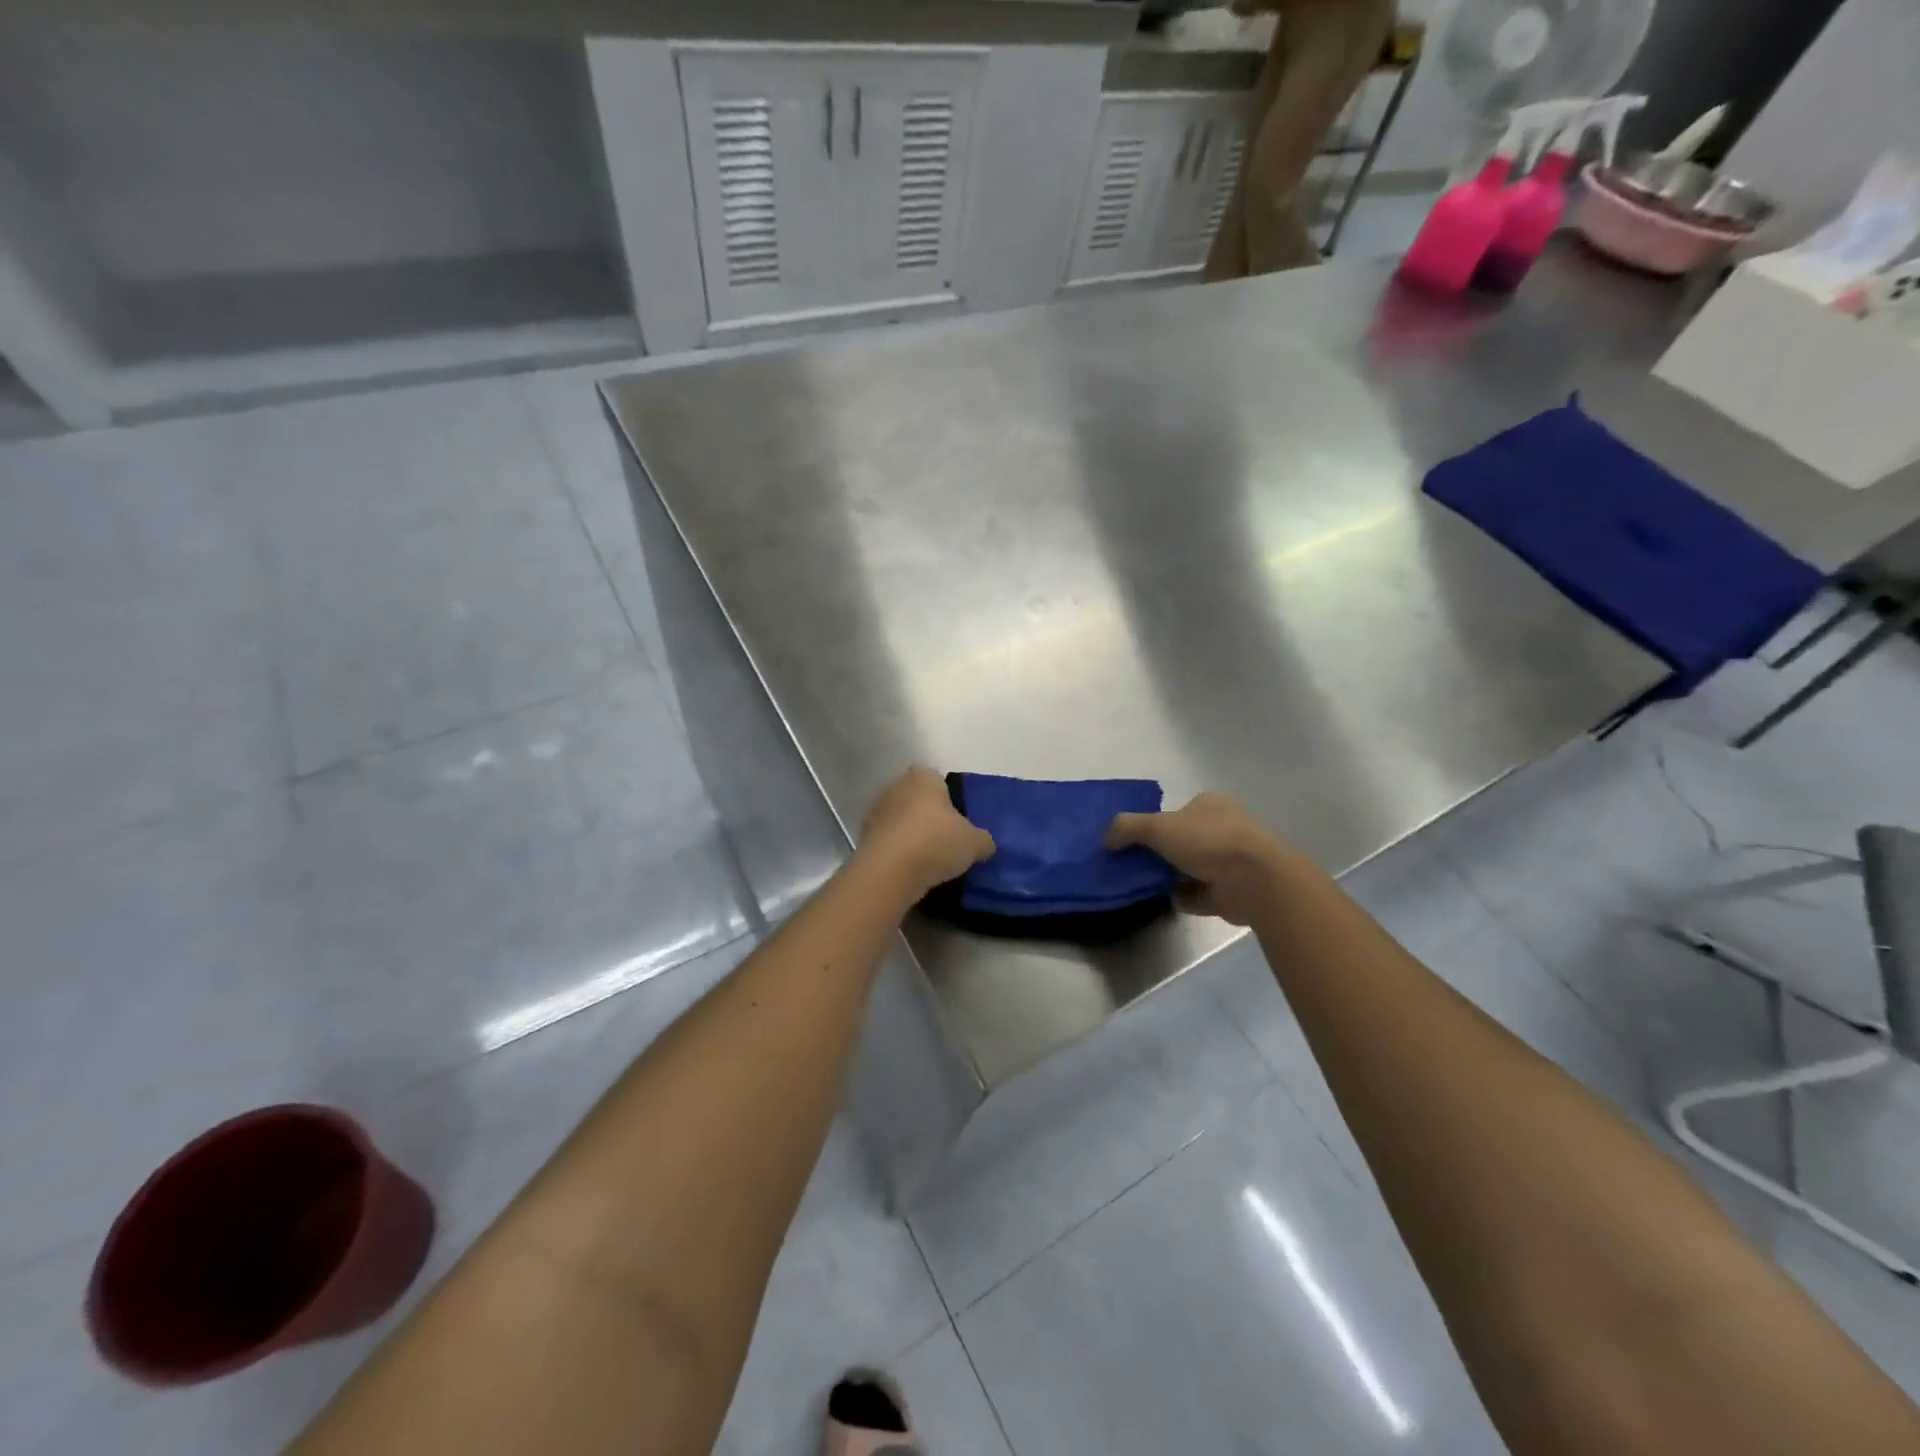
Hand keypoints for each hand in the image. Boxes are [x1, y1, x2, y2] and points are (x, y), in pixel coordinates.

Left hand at [857, 767, 995, 898]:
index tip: (959, 820)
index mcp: (923, 777)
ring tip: (930, 860)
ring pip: (900, 820)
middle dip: (929, 816)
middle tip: (947, 840)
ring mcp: (875, 812)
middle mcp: (895, 787)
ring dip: (911, 835)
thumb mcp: (974, 843)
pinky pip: (888, 842)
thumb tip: (985, 844)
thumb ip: (983, 840)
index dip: (949, 797)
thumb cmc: (936, 842)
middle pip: (916, 799)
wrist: (889, 872)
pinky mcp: (863, 838)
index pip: (937, 779)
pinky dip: (898, 852)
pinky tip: (911, 871)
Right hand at [1106, 792, 1306, 925]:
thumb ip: (1127, 828)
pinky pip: (1199, 894)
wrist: (1254, 880)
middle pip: (1182, 841)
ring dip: (1170, 878)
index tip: (1133, 842)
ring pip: (1190, 868)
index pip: (1178, 811)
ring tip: (1143, 885)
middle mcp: (1224, 829)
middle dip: (1160, 854)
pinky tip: (1165, 900)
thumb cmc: (1208, 840)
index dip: (1155, 824)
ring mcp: (1230, 862)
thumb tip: (1106, 839)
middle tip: (1133, 865)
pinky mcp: (1232, 891)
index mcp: (1211, 805)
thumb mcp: (1158, 827)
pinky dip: (1184, 898)